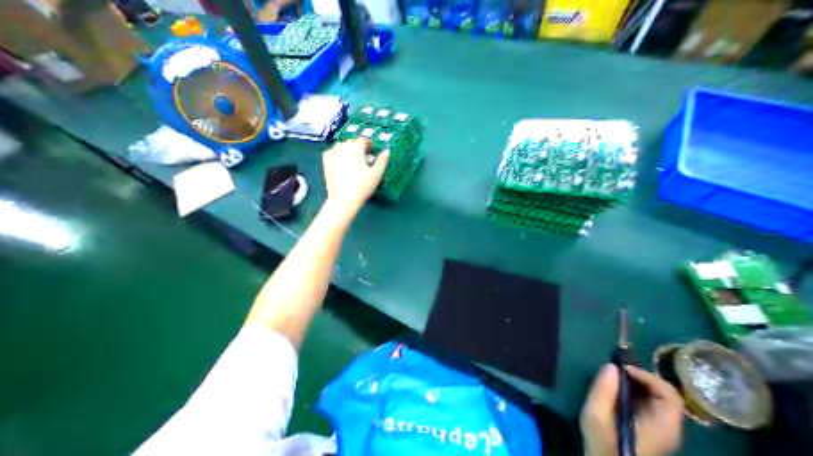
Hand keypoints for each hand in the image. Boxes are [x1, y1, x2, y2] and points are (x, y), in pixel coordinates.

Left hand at [321, 137, 390, 212]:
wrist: (344, 199)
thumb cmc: (363, 186)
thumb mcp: (377, 174)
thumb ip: (382, 160)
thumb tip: (386, 150)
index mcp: (356, 148)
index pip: (363, 140)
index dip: (369, 145)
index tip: (372, 152)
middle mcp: (343, 147)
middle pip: (352, 143)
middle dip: (358, 148)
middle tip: (364, 160)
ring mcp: (332, 153)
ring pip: (341, 146)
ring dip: (347, 150)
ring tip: (352, 162)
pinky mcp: (326, 161)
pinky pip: (331, 152)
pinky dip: (337, 154)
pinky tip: (341, 163)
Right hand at [582, 365, 680, 455]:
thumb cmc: (604, 443)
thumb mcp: (597, 415)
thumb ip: (603, 390)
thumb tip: (611, 366)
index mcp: (663, 426)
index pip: (669, 394)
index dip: (647, 376)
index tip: (621, 368)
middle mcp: (668, 426)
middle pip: (666, 393)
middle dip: (640, 376)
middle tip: (615, 368)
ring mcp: (660, 427)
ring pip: (657, 395)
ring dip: (636, 381)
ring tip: (613, 375)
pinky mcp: (650, 426)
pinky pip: (648, 400)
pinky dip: (633, 388)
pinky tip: (616, 387)